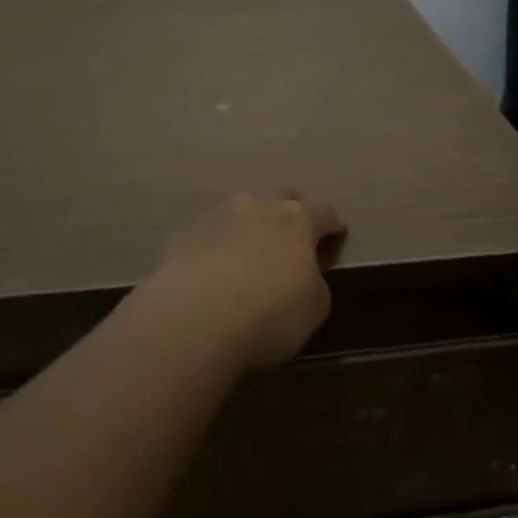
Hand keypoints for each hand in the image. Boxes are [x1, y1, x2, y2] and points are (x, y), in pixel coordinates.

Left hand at [150, 190, 346, 369]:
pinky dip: (214, 247)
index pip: (324, 211)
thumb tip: (303, 277)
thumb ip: (314, 284)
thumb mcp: (315, 308)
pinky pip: (207, 235)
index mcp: (297, 219)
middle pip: (280, 196)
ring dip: (247, 225)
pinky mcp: (182, 236)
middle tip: (291, 235)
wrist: (195, 320)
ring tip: (247, 252)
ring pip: (239, 210)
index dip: (332, 223)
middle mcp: (258, 206)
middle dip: (289, 211)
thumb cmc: (270, 314)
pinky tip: (211, 272)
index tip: (335, 233)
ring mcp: (216, 216)